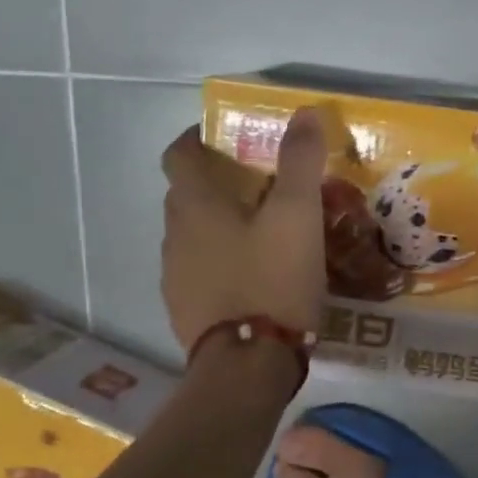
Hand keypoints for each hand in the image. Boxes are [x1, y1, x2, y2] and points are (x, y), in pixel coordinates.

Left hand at [161, 108, 328, 353]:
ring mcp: (176, 277)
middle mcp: (175, 236)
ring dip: (218, 227)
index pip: (178, 154)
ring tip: (261, 236)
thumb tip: (303, 112)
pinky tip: (254, 280)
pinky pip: (200, 273)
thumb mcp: (297, 216)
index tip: (225, 138)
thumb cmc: (272, 281)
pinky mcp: (187, 312)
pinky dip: (221, 265)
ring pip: (193, 237)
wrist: (248, 364)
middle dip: (216, 184)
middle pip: (185, 196)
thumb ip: (299, 162)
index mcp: (195, 206)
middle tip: (259, 187)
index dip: (196, 138)